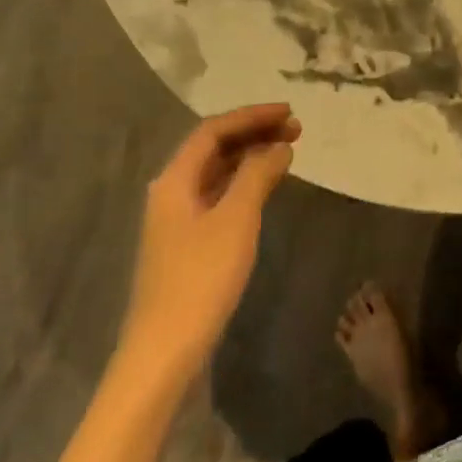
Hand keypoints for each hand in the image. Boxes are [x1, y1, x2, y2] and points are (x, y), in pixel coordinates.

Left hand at [118, 103, 299, 382]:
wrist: (165, 350)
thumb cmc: (201, 279)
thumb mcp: (236, 220)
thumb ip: (257, 176)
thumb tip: (279, 146)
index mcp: (175, 180)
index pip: (213, 131)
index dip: (252, 116)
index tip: (289, 112)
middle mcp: (171, 191)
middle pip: (213, 148)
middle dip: (253, 133)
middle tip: (296, 130)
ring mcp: (177, 219)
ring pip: (216, 173)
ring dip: (250, 157)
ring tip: (287, 151)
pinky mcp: (187, 242)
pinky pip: (218, 196)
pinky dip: (244, 183)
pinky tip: (265, 188)